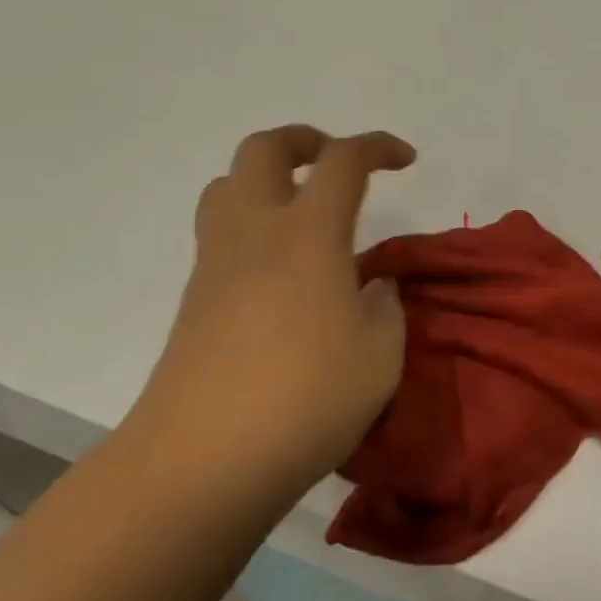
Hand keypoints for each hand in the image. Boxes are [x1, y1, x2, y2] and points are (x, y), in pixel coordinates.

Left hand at [130, 125, 415, 500]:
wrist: (203, 460)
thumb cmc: (307, 398)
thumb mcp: (380, 354)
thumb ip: (384, 307)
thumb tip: (372, 287)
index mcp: (308, 234)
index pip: (343, 161)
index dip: (377, 146)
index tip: (405, 159)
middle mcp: (255, 232)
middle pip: (264, 148)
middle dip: (304, 140)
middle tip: (334, 161)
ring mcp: (216, 264)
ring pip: (228, 185)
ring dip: (265, 177)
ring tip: (300, 209)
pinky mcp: (195, 300)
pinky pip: (219, 233)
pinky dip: (251, 225)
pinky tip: (280, 271)